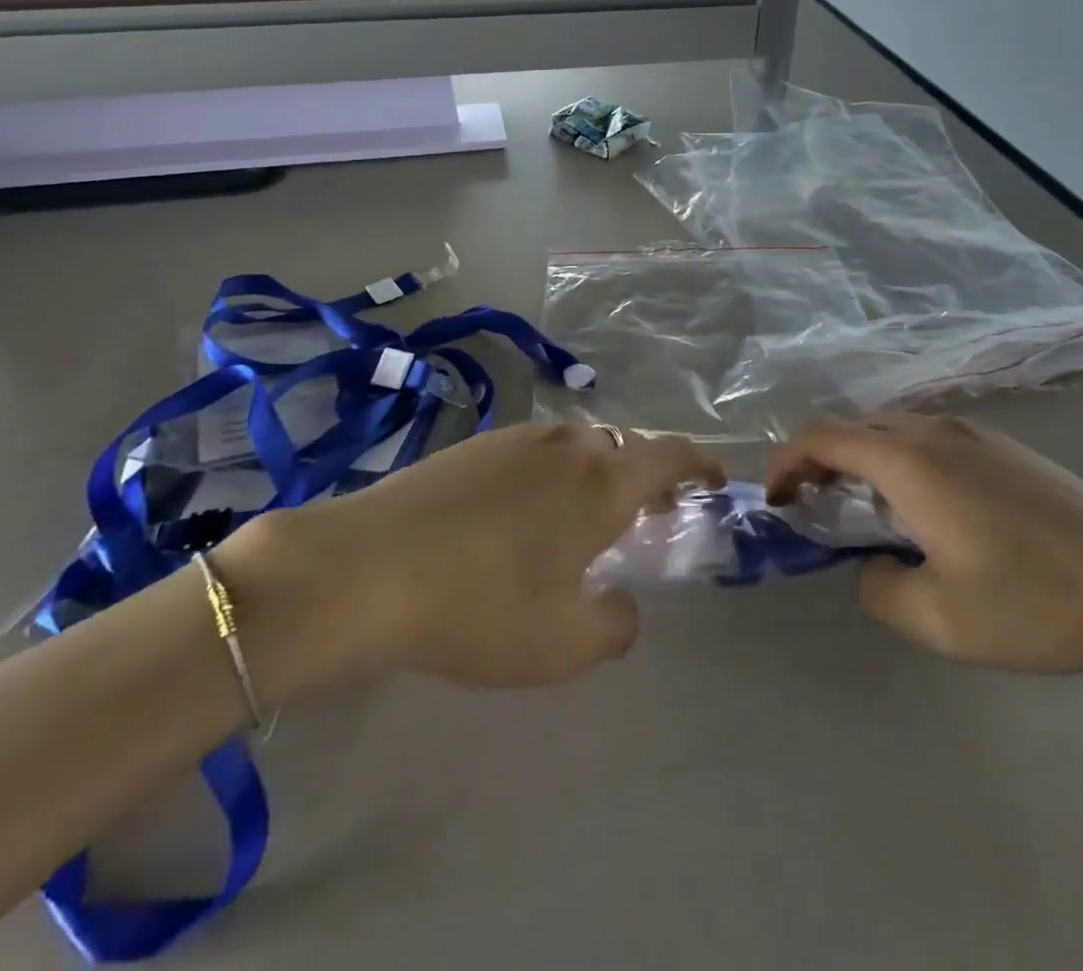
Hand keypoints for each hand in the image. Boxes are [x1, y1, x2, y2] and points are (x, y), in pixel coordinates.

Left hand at [219, 424, 723, 696]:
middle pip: (623, 448)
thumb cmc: (480, 605)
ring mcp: (517, 439)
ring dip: (595, 474)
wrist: (367, 566)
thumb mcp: (563, 644)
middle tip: (645, 516)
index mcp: (601, 481)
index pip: (670, 455)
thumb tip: (621, 604)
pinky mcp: (474, 445)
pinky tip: (522, 513)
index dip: (700, 464)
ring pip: (577, 446)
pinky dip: (551, 474)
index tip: (715, 480)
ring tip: (583, 516)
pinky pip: (535, 452)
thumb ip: (614, 624)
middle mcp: (567, 445)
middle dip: (645, 478)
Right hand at [767, 414, 1082, 674]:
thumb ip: (878, 588)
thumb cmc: (1034, 601)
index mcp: (909, 461)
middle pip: (855, 428)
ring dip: (862, 461)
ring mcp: (977, 436)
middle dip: (820, 461)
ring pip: (894, 432)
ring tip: (864, 510)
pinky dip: (901, 462)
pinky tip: (926, 509)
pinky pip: (930, 441)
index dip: (786, 462)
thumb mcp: (937, 617)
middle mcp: (936, 433)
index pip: (823, 437)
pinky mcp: (1008, 451)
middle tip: (812, 507)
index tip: (775, 499)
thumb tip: (871, 565)